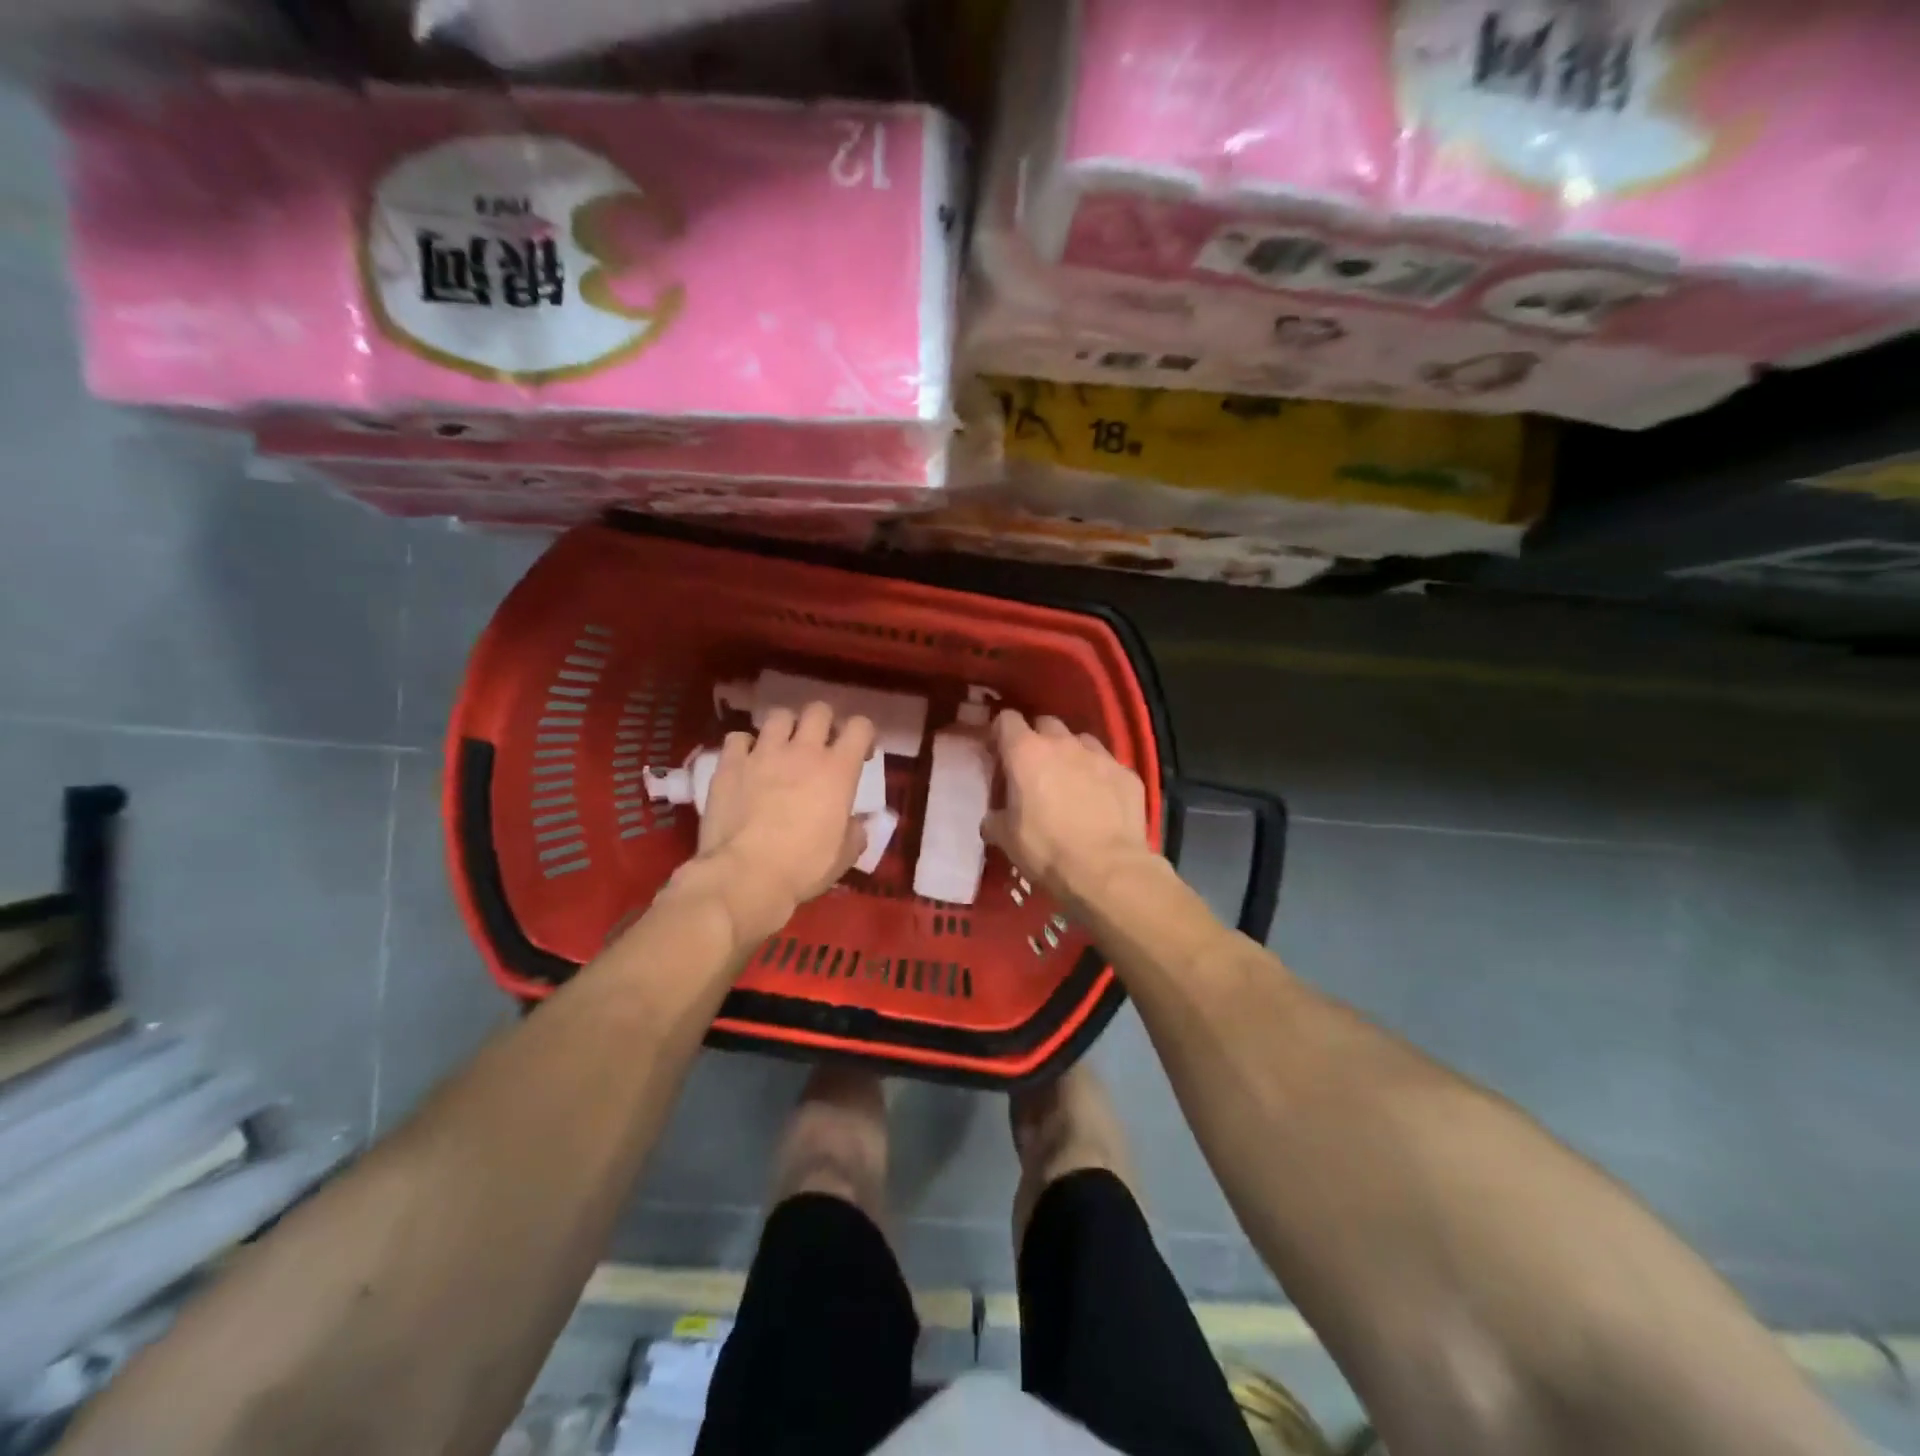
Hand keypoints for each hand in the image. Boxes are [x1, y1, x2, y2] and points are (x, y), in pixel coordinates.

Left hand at [680, 703, 876, 943]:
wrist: (745, 876)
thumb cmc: (803, 867)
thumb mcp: (844, 856)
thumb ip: (855, 832)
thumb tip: (856, 824)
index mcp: (838, 770)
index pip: (860, 726)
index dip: (863, 735)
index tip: (860, 754)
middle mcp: (803, 751)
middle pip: (818, 710)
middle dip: (823, 723)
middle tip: (820, 747)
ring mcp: (763, 753)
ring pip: (778, 716)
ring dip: (785, 729)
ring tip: (782, 749)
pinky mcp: (729, 764)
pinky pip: (738, 738)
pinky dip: (745, 746)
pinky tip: (746, 762)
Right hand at [984, 711, 1154, 906]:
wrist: (1107, 870)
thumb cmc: (1047, 850)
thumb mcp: (1007, 839)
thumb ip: (995, 819)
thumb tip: (993, 818)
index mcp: (1026, 752)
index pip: (1007, 720)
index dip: (1000, 733)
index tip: (998, 754)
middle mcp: (1063, 743)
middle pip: (1045, 724)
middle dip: (1037, 739)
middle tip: (1034, 769)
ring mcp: (1100, 755)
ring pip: (1080, 741)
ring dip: (1071, 754)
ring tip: (1070, 781)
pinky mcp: (1127, 773)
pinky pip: (1108, 765)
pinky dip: (1100, 777)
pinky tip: (1101, 801)